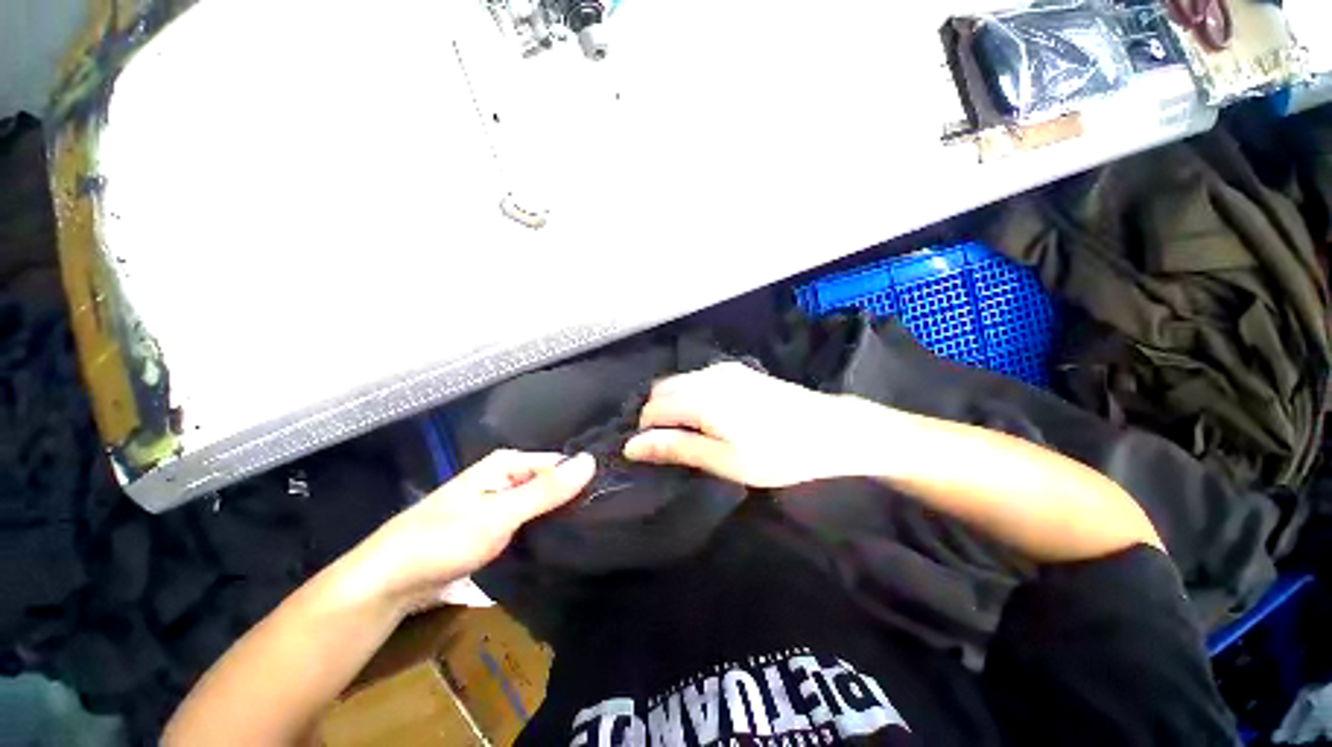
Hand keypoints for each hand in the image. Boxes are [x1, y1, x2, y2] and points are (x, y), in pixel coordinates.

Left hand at [349, 450, 594, 612]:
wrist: (388, 584)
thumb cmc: (443, 541)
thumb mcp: (499, 514)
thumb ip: (546, 490)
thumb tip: (591, 461)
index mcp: (508, 464)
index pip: (560, 464)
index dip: (582, 480)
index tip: (607, 500)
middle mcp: (506, 478)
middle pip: (552, 485)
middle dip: (572, 501)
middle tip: (602, 522)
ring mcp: (500, 505)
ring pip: (542, 506)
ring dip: (559, 519)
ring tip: (590, 534)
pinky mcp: (495, 528)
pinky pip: (529, 524)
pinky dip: (543, 532)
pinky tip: (561, 545)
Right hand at [624, 362, 856, 487]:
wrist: (830, 429)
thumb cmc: (777, 453)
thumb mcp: (724, 460)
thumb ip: (677, 448)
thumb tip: (632, 446)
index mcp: (701, 398)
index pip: (652, 408)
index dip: (646, 431)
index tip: (657, 453)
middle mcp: (707, 376)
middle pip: (662, 389)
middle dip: (657, 415)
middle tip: (674, 445)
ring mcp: (724, 369)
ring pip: (680, 382)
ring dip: (674, 404)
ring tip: (692, 433)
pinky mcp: (738, 370)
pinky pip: (698, 378)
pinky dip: (691, 395)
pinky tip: (710, 416)